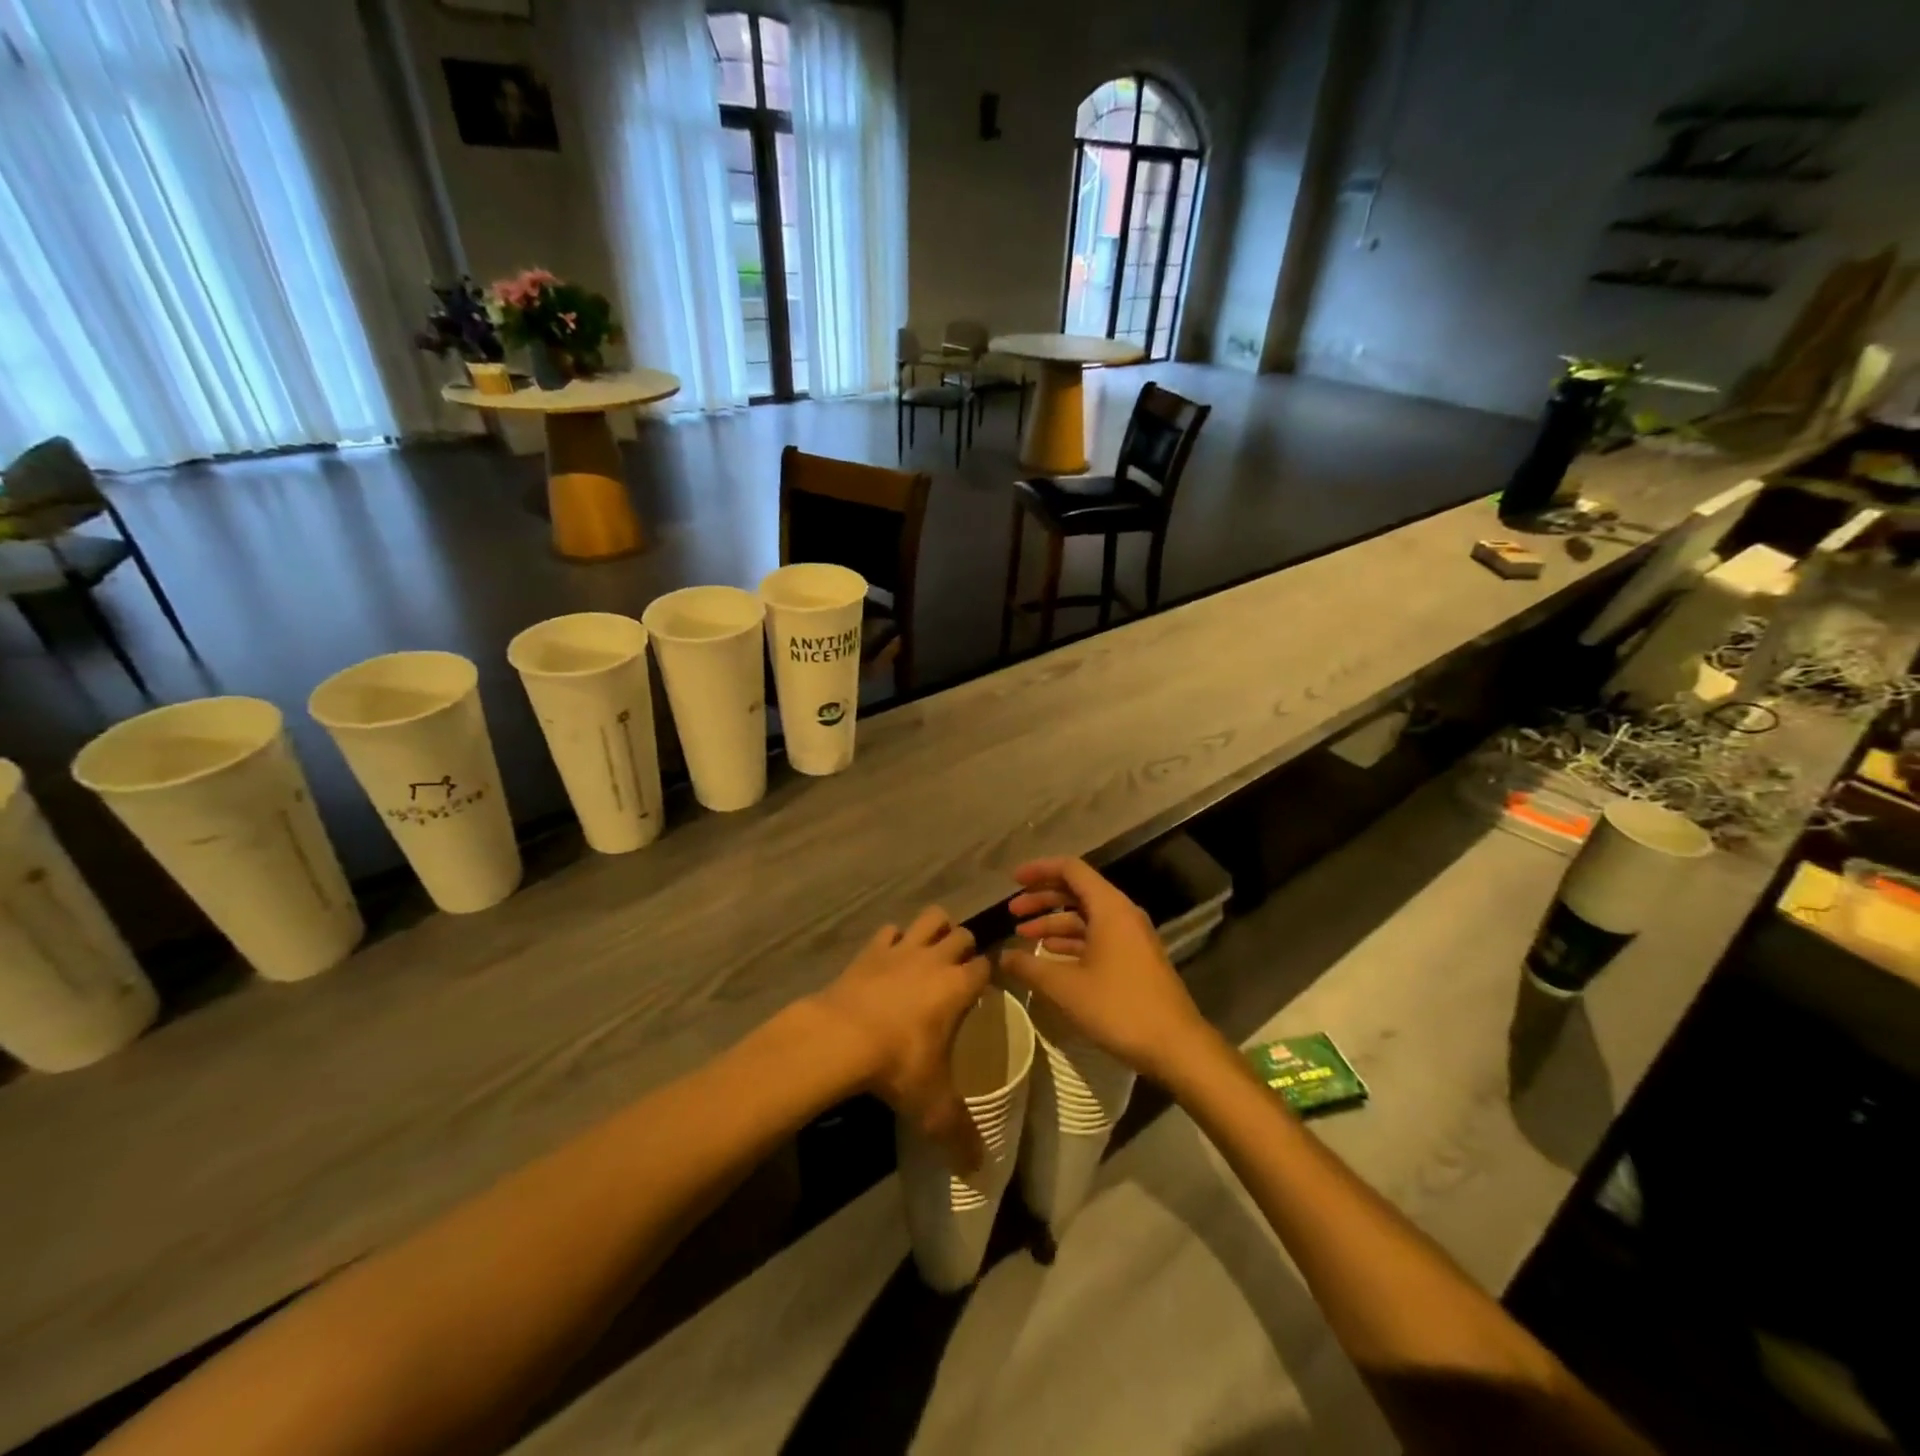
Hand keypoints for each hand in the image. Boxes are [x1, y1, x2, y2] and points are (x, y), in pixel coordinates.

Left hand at [809, 907, 990, 1171]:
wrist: (840, 1038)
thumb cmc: (897, 1065)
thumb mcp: (932, 1107)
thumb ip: (959, 1136)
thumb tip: (980, 1172)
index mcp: (958, 986)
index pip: (985, 966)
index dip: (987, 976)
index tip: (982, 992)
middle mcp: (935, 959)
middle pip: (962, 934)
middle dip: (964, 948)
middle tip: (956, 973)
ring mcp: (901, 949)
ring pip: (930, 918)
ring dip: (934, 929)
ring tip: (930, 952)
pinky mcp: (870, 949)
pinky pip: (889, 931)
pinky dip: (893, 939)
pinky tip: (889, 959)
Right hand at [997, 857, 1219, 1083]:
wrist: (1175, 1046)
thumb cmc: (1119, 1007)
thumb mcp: (1065, 987)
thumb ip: (1029, 967)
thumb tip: (1002, 956)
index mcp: (1109, 907)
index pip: (1071, 870)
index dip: (1039, 870)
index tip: (1012, 881)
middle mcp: (1122, 914)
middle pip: (1077, 891)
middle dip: (1042, 899)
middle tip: (1012, 912)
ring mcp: (1131, 937)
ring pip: (1086, 917)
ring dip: (1054, 923)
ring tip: (1023, 936)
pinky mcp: (1134, 959)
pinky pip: (1097, 936)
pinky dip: (1071, 941)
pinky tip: (1050, 956)